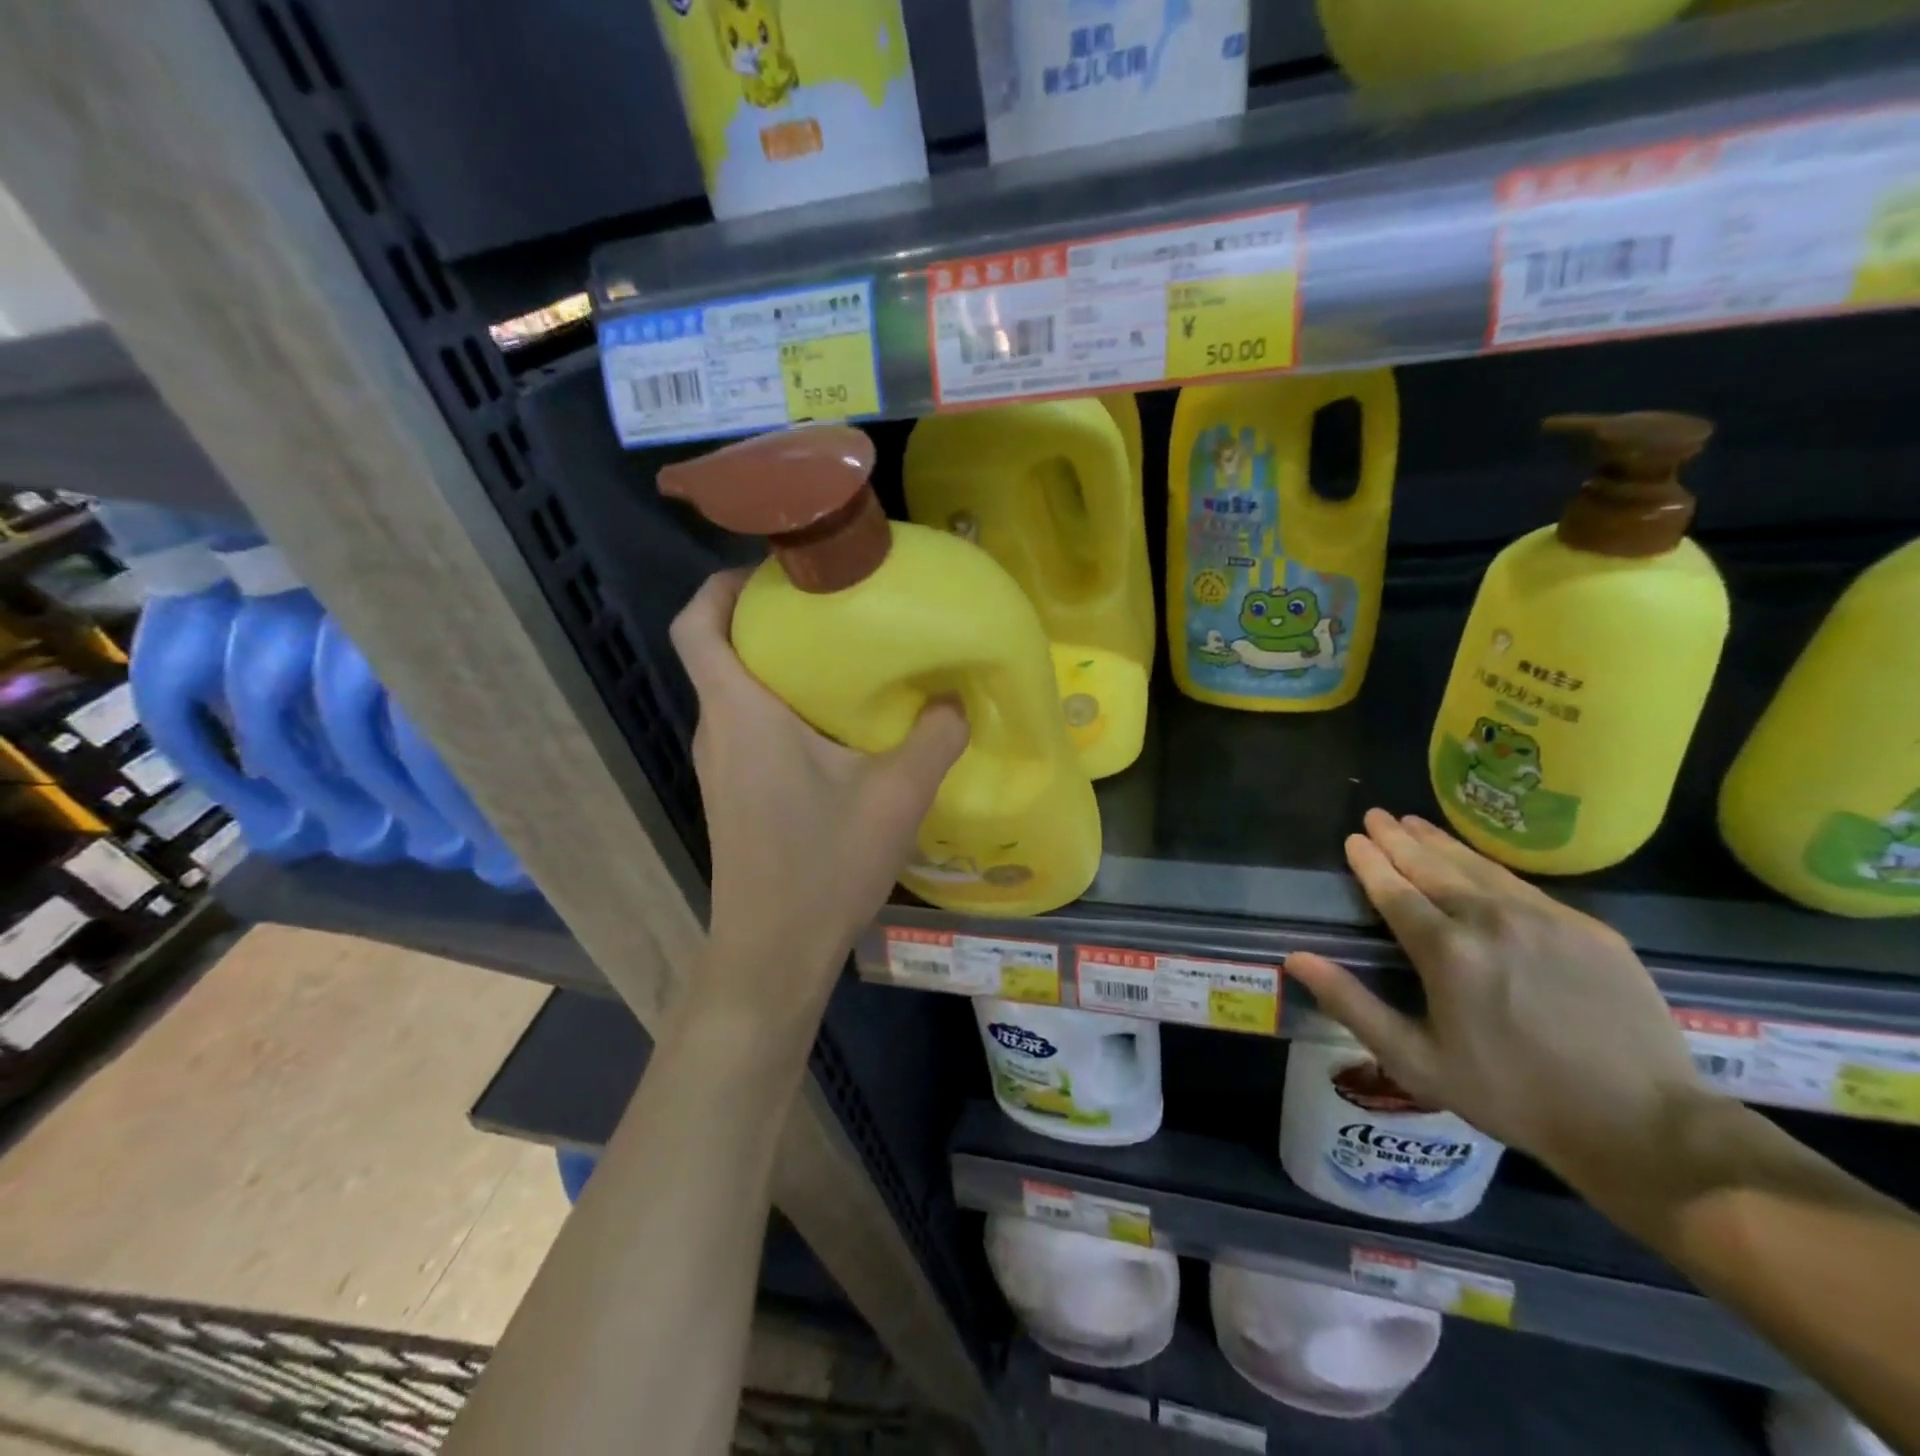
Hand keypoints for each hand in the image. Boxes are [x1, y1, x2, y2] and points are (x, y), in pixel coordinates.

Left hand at [670, 570, 967, 997]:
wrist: (773, 952)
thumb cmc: (823, 866)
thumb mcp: (896, 796)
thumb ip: (933, 738)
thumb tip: (955, 698)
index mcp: (742, 712)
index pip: (696, 624)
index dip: (722, 585)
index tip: (777, 572)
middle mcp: (718, 729)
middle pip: (720, 650)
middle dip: (768, 618)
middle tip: (833, 606)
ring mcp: (720, 764)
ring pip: (736, 690)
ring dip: (779, 664)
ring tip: (844, 657)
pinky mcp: (733, 791)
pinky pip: (749, 725)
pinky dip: (782, 705)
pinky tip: (838, 725)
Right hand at [1284, 810, 1711, 1187]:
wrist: (1643, 1126)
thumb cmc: (1513, 1096)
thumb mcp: (1416, 1061)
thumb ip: (1352, 1004)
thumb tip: (1295, 958)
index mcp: (1446, 951)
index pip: (1394, 891)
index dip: (1370, 863)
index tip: (1354, 838)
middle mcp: (1490, 920)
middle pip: (1432, 867)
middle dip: (1399, 838)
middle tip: (1376, 815)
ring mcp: (1545, 919)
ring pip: (1478, 867)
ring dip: (1440, 842)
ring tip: (1414, 822)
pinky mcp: (1588, 928)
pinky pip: (1522, 885)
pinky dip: (1486, 865)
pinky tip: (1475, 861)